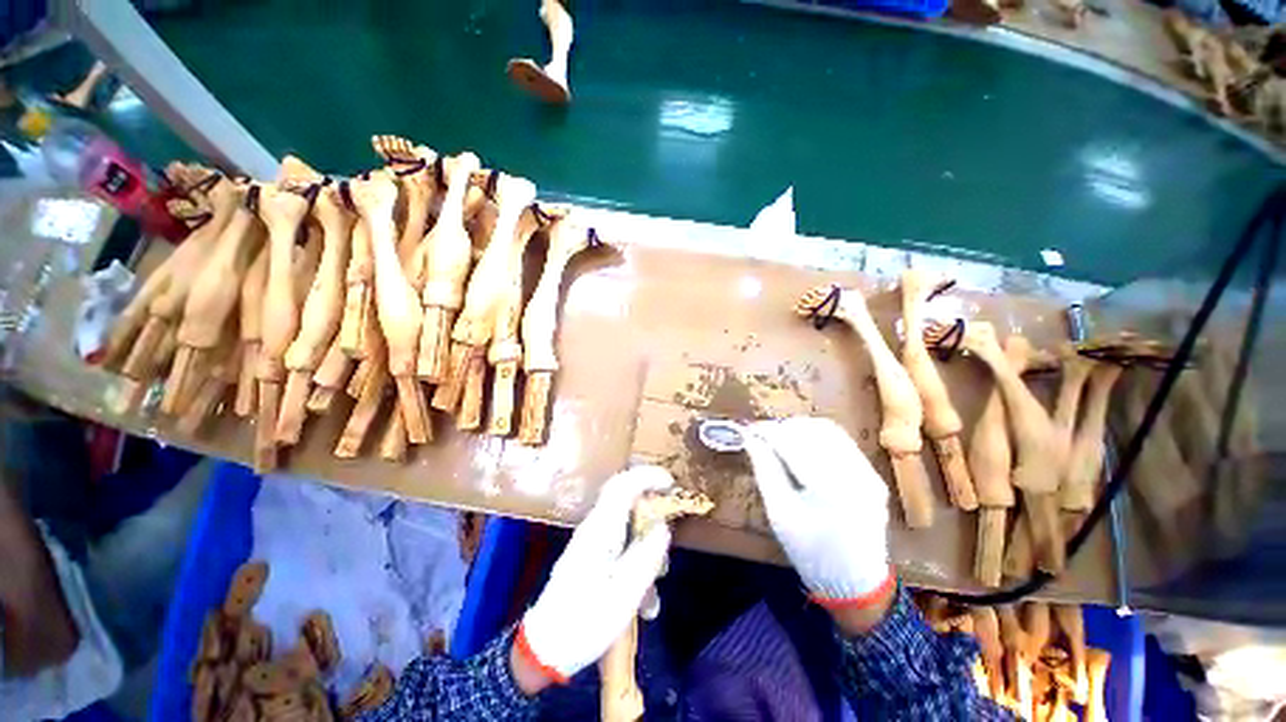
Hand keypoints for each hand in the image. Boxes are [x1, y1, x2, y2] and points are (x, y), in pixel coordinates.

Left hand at [514, 466, 673, 690]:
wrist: (545, 648)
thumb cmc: (586, 621)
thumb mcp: (626, 592)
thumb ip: (647, 554)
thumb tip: (663, 527)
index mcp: (601, 529)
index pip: (623, 485)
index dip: (648, 476)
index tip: (671, 482)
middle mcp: (595, 528)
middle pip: (625, 498)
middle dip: (651, 506)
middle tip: (670, 522)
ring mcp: (592, 541)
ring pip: (626, 523)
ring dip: (646, 542)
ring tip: (659, 577)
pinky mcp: (591, 556)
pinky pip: (620, 543)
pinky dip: (637, 559)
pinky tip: (644, 598)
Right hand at [743, 417, 895, 630]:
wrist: (854, 583)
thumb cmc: (810, 552)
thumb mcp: (779, 513)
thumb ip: (765, 469)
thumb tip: (751, 438)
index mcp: (831, 489)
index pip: (794, 443)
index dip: (769, 432)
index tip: (750, 430)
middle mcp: (856, 474)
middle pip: (815, 430)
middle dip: (785, 427)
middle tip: (763, 435)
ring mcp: (870, 473)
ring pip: (830, 431)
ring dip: (801, 429)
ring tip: (780, 439)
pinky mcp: (873, 475)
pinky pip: (842, 442)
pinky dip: (817, 438)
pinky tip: (802, 447)